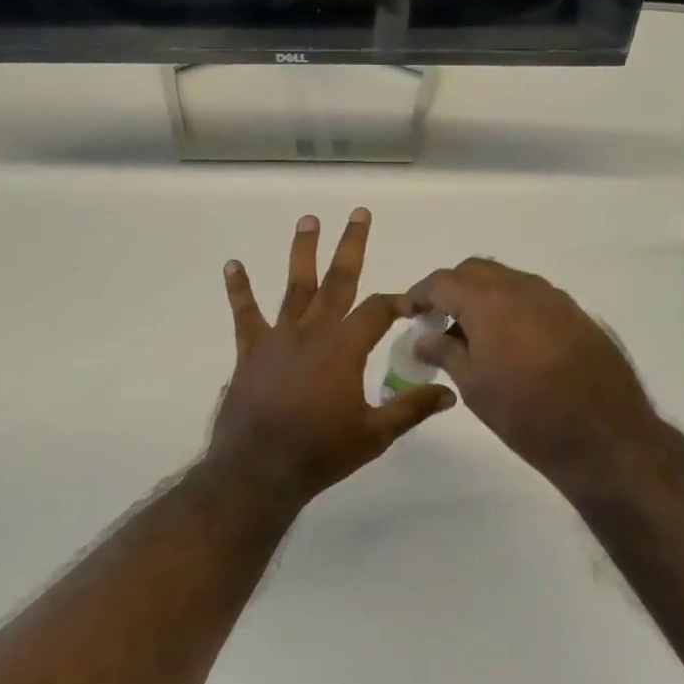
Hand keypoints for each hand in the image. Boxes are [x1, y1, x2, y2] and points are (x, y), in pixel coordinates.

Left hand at [208, 210, 456, 503]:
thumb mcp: (375, 434)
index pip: (378, 310)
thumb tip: (450, 393)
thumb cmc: (321, 452)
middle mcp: (314, 332)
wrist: (260, 470)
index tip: (411, 301)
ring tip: (308, 220)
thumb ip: (412, 408)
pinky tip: (233, 265)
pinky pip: (245, 315)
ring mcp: (279, 338)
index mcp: (346, 348)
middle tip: (359, 213)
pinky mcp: (251, 351)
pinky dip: (239, 290)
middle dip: (351, 246)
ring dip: (302, 251)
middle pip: (339, 280)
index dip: (398, 300)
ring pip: (295, 286)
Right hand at [406, 258, 666, 490]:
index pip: (442, 281)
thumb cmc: (526, 413)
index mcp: (488, 300)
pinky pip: (532, 297)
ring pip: (506, 280)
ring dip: (483, 296)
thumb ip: (445, 352)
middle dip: (451, 289)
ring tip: (472, 333)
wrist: (605, 435)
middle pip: (475, 271)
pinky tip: (510, 342)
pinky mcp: (575, 314)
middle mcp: (521, 287)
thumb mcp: (474, 385)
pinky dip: (511, 307)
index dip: (419, 294)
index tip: (407, 312)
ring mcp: (553, 298)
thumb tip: (425, 338)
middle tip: (438, 320)